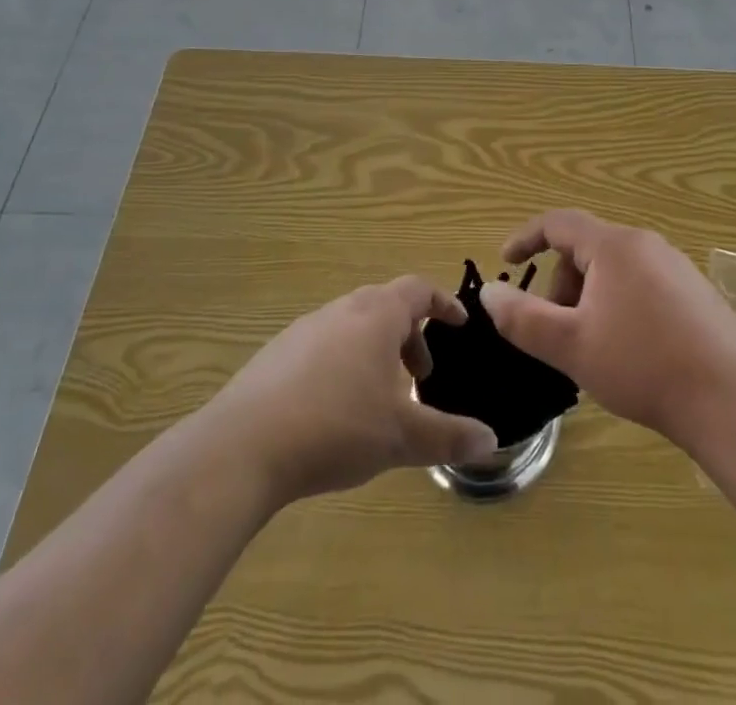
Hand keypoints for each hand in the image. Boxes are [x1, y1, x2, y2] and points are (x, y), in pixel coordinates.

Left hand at [205, 277, 500, 507]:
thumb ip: (449, 436)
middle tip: (421, 375)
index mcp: (376, 315)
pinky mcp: (275, 354)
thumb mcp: (401, 437)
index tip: (459, 323)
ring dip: (375, 351)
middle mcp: (342, 310)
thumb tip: (492, 440)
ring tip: (379, 397)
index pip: (418, 290)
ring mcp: (304, 329)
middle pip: (386, 306)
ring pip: (352, 326)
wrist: (243, 446)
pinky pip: (322, 346)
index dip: (443, 303)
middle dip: (409, 336)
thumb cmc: (336, 427)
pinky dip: (342, 364)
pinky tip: (334, 409)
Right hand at [480, 210, 735, 449]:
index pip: (558, 223)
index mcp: (614, 246)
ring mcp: (676, 267)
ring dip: (589, 298)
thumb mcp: (570, 345)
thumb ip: (522, 318)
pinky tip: (628, 352)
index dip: (526, 238)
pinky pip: (642, 285)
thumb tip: (487, 292)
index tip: (506, 262)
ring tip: (590, 347)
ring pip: (615, 270)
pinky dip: (619, 306)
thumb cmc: (642, 366)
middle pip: (587, 249)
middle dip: (561, 284)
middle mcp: (646, 244)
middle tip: (555, 331)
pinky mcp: (696, 293)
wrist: (730, 400)